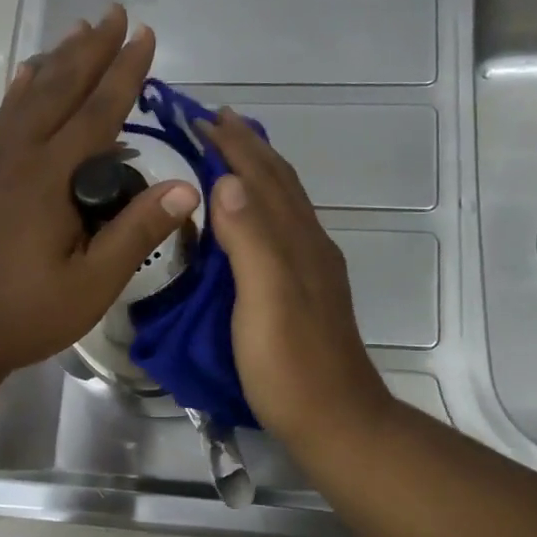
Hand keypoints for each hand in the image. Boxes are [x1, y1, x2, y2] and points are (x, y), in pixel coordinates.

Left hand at [0, 6, 198, 386]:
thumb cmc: (24, 314)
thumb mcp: (92, 284)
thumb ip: (136, 233)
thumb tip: (186, 188)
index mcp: (47, 179)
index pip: (96, 113)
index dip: (123, 73)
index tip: (144, 35)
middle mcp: (16, 158)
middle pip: (58, 91)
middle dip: (90, 50)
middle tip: (113, 13)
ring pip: (27, 98)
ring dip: (56, 62)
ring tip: (77, 31)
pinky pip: (4, 119)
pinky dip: (21, 90)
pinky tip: (27, 77)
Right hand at [199, 111, 392, 452]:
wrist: (336, 421)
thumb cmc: (291, 366)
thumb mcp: (265, 300)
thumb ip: (250, 239)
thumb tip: (227, 179)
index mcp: (296, 240)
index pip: (261, 176)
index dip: (232, 144)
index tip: (200, 114)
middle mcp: (308, 244)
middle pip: (278, 182)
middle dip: (246, 146)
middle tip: (213, 121)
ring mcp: (311, 268)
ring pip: (284, 202)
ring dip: (256, 170)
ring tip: (230, 153)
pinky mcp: (305, 291)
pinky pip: (282, 228)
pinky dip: (262, 204)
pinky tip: (249, 216)